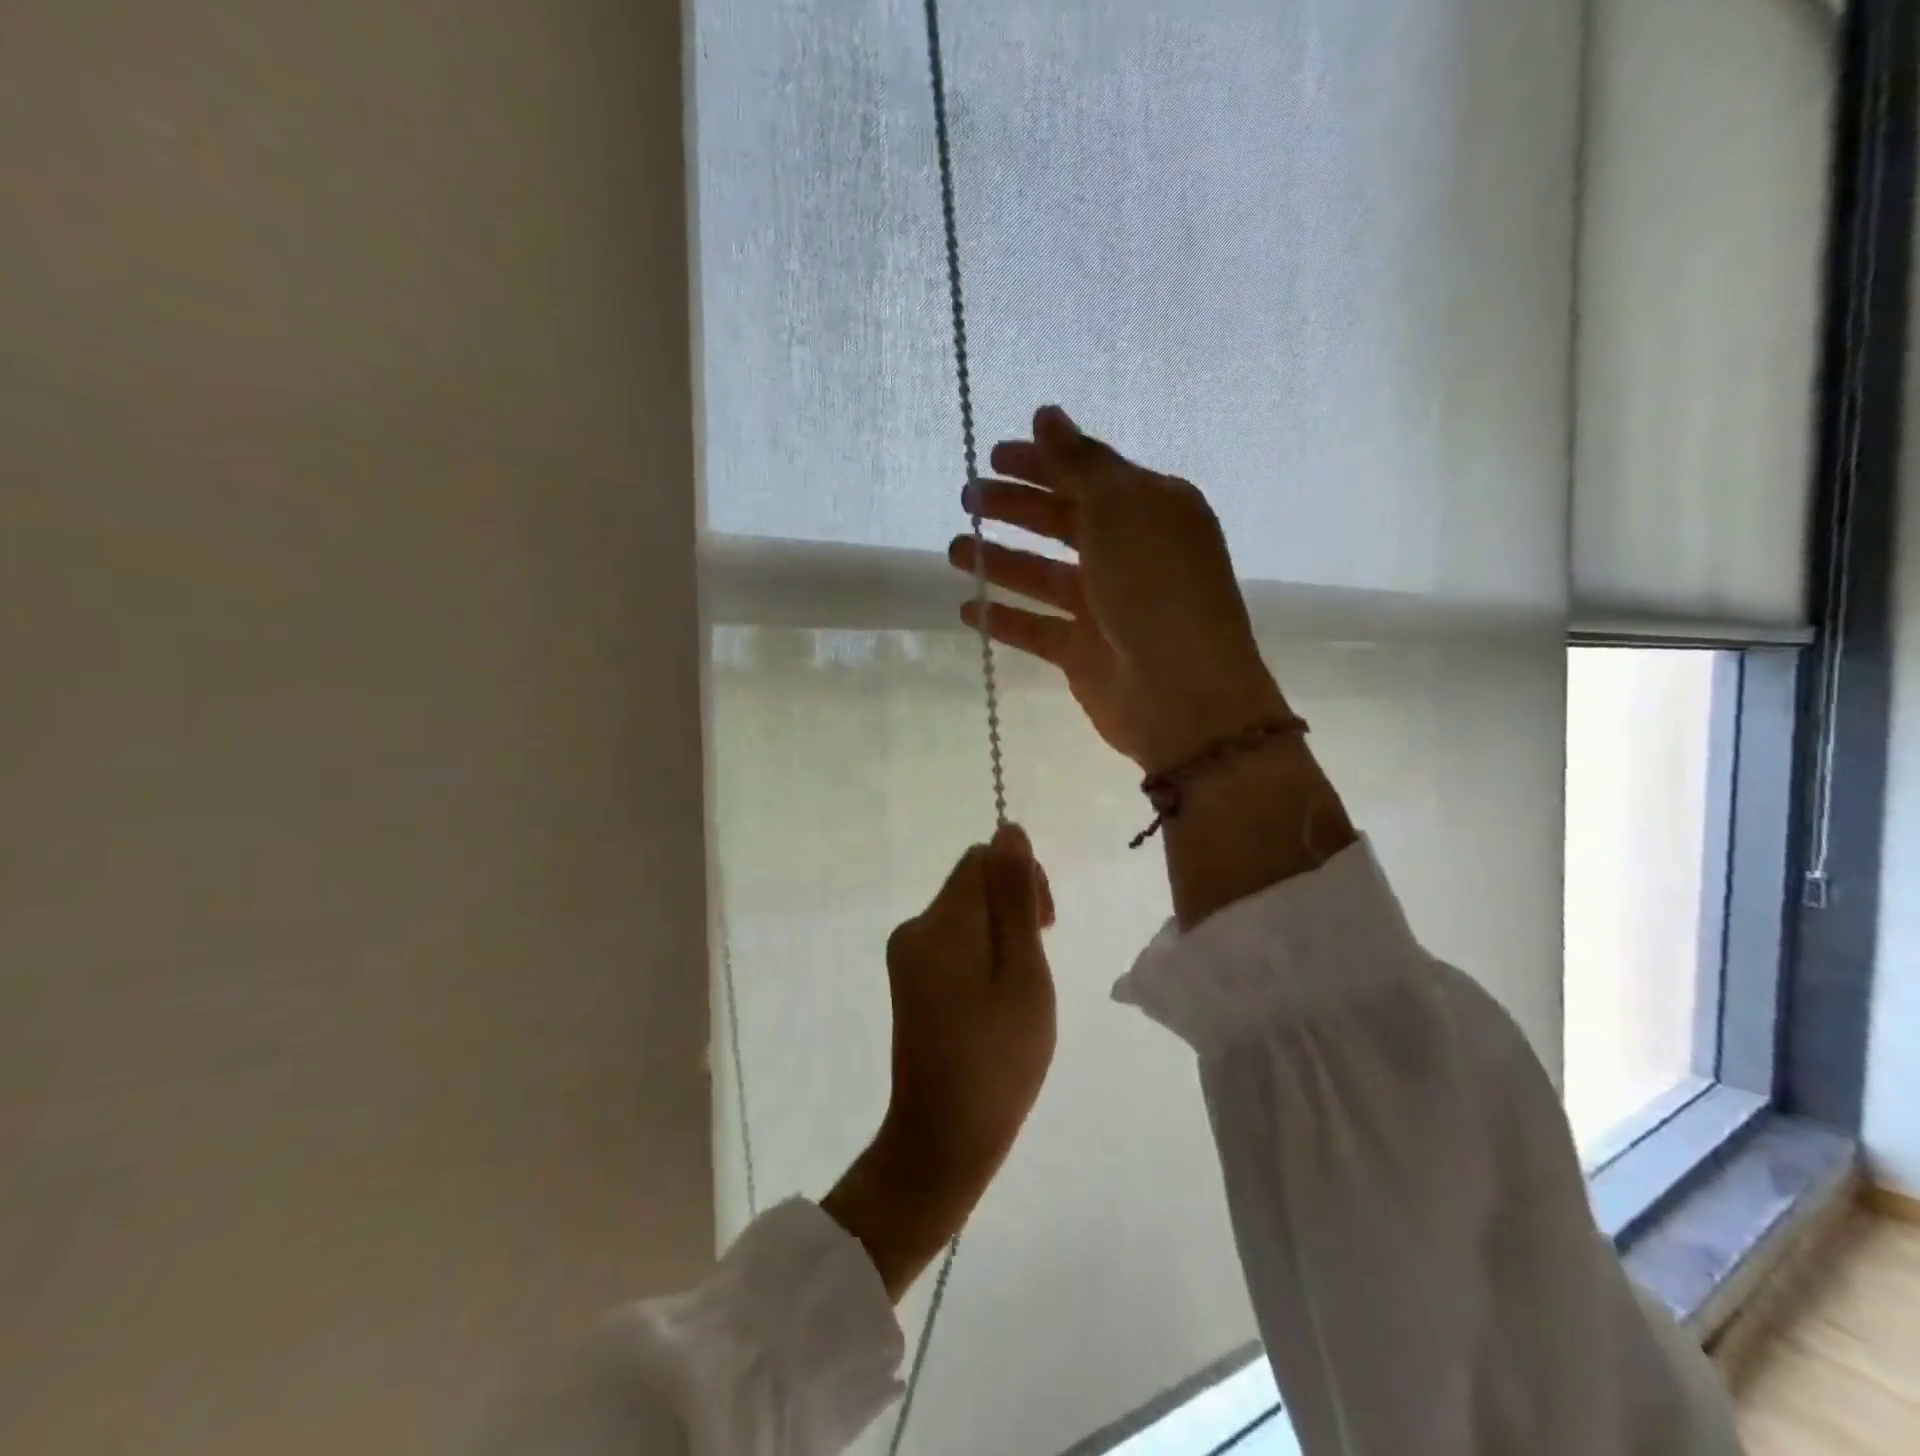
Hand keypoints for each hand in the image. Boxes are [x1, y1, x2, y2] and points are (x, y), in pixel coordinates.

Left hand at [822, 825, 1056, 1299]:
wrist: (941, 1141)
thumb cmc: (997, 1060)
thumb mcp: (1023, 974)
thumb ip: (1016, 899)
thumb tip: (1009, 829)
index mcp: (940, 922)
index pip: (983, 859)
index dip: (1022, 879)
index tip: (1045, 926)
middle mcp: (915, 928)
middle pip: (973, 882)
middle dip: (1013, 905)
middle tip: (1036, 964)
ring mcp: (907, 955)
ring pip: (966, 912)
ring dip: (1002, 933)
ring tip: (1019, 989)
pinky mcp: (910, 979)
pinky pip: (953, 941)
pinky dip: (982, 954)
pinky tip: (996, 999)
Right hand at [949, 405, 1289, 772]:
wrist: (1182, 694)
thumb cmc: (1156, 588)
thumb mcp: (1121, 508)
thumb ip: (1079, 462)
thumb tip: (1046, 414)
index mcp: (1152, 510)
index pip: (1089, 475)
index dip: (1042, 462)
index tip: (993, 454)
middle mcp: (1130, 555)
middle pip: (1063, 522)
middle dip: (1015, 508)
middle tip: (967, 498)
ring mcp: (1107, 607)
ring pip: (1044, 576)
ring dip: (1001, 561)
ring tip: (955, 551)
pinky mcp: (1084, 653)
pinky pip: (1036, 628)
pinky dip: (1004, 619)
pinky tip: (968, 610)